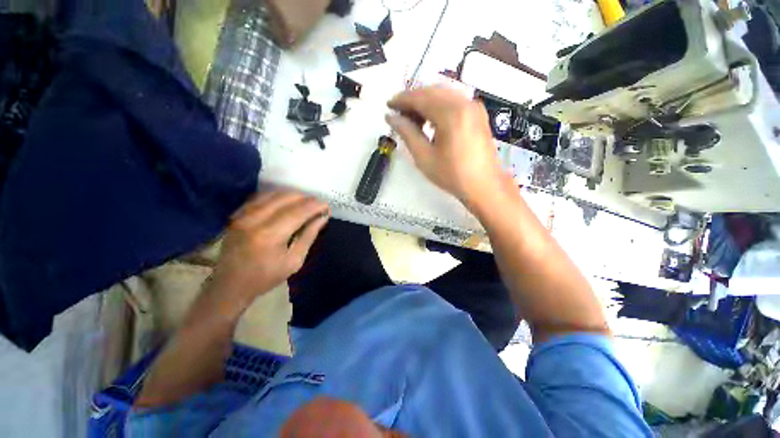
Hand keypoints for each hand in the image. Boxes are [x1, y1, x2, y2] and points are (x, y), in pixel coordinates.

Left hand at [209, 190, 329, 310]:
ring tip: (305, 201)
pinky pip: (260, 197)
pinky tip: (286, 201)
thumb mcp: (294, 261)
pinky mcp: (237, 215)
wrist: (230, 285)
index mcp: (270, 235)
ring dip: (292, 195)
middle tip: (317, 204)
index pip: (298, 212)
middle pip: (285, 198)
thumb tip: (323, 217)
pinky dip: (276, 196)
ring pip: (272, 194)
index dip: (315, 206)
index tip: (326, 205)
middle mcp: (254, 220)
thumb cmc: (266, 277)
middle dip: (306, 198)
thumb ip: (309, 236)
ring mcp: (242, 215)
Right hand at [386, 86, 509, 208]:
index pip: (421, 98)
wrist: (484, 185)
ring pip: (443, 94)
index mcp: (451, 114)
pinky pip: (453, 100)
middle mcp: (464, 103)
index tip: (388, 106)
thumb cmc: (452, 175)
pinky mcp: (478, 113)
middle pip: (432, 91)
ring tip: (412, 119)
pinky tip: (430, 120)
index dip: (402, 100)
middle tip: (398, 114)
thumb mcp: (424, 158)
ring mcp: (474, 106)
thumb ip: (408, 134)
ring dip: (425, 102)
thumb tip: (391, 118)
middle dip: (413, 99)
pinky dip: (438, 105)